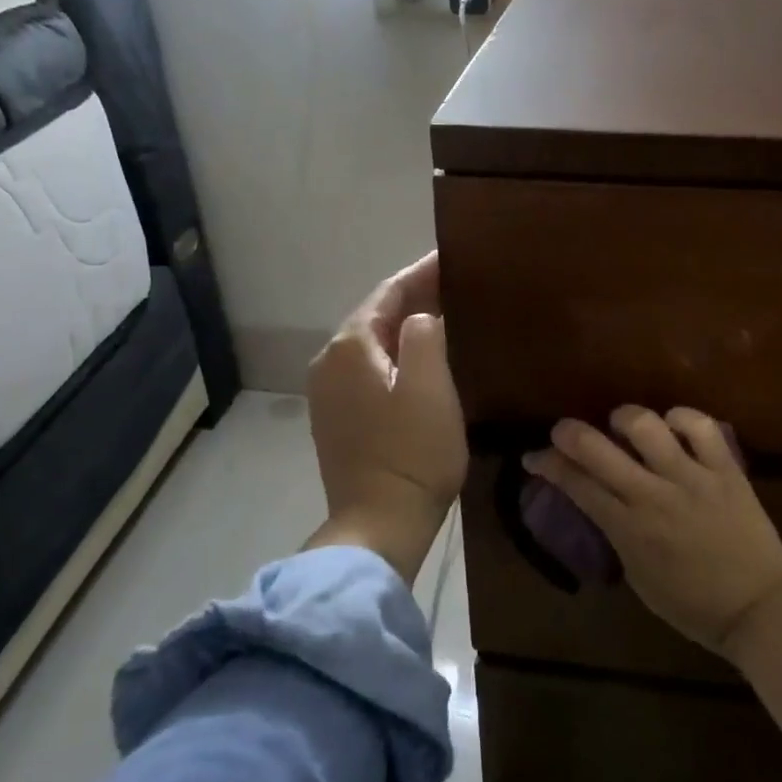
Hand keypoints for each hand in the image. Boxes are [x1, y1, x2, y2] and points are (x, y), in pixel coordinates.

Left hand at [304, 253, 467, 584]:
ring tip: (442, 315)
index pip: (388, 293)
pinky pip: (367, 369)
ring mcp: (327, 393)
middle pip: (375, 316)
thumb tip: (421, 318)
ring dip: (403, 327)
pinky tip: (419, 360)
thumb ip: (425, 334)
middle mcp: (329, 362)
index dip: (421, 273)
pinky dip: (393, 355)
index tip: (451, 257)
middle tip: (454, 284)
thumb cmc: (412, 454)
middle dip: (413, 297)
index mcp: (349, 347)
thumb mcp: (431, 386)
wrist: (379, 524)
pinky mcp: (335, 418)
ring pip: (371, 344)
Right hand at [524, 406, 781, 655]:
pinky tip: (672, 425)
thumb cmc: (693, 605)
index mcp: (628, 529)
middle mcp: (653, 495)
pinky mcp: (726, 469)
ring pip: (645, 425)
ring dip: (624, 418)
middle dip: (568, 432)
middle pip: (597, 448)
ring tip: (622, 425)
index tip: (534, 457)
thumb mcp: (638, 577)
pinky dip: (680, 418)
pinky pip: (700, 426)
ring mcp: (691, 477)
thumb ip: (616, 534)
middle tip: (563, 432)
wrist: (760, 609)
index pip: (575, 483)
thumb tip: (600, 502)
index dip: (547, 465)